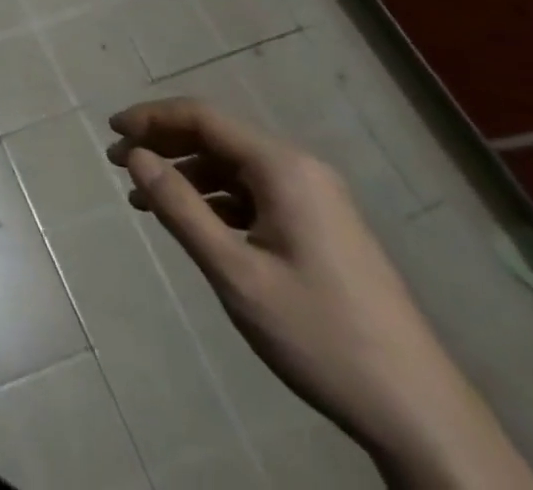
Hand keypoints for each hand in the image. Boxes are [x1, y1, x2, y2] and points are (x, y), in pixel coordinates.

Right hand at [108, 98, 532, 488]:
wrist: (422, 416)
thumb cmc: (320, 335)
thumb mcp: (236, 272)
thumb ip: (179, 207)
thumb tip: (134, 156)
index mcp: (283, 168)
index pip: (202, 117)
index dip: (150, 118)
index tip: (110, 132)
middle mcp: (300, 170)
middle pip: (217, 136)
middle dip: (163, 144)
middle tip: (118, 163)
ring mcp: (316, 199)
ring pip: (233, 166)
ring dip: (185, 173)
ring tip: (143, 196)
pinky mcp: (321, 228)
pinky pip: (254, 193)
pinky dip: (214, 198)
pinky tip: (191, 222)